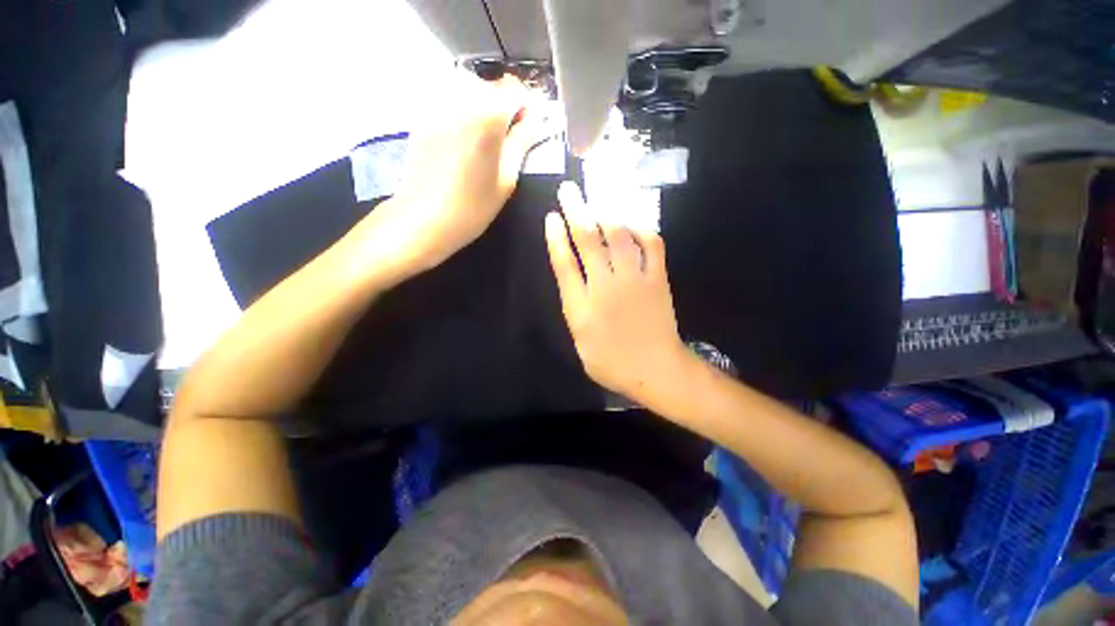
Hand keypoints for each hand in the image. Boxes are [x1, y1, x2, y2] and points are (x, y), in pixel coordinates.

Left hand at [364, 71, 552, 278]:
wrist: (422, 220)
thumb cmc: (472, 207)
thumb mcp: (507, 179)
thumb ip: (522, 143)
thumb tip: (536, 123)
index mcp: (487, 114)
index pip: (517, 91)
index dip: (528, 108)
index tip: (531, 129)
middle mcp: (461, 97)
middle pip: (494, 88)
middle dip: (508, 108)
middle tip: (513, 140)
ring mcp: (438, 104)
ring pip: (473, 93)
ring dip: (487, 111)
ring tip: (490, 144)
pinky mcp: (424, 116)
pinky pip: (454, 104)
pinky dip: (468, 116)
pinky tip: (468, 145)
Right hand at [544, 181, 688, 399]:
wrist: (655, 371)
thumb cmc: (613, 363)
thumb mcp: (581, 343)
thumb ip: (575, 311)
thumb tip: (574, 284)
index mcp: (581, 306)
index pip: (564, 264)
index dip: (556, 238)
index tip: (551, 218)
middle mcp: (604, 286)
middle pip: (587, 241)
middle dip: (576, 212)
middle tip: (568, 190)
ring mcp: (633, 280)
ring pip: (618, 236)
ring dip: (605, 214)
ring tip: (597, 198)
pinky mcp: (657, 279)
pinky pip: (652, 245)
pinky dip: (642, 230)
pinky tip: (634, 223)